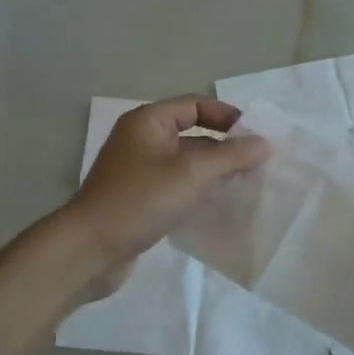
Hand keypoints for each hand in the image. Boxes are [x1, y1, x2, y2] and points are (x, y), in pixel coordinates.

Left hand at [65, 97, 268, 295]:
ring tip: (247, 185)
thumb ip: (230, 156)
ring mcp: (139, 172)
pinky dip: (198, 192)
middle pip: (192, 133)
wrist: (89, 249)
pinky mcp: (140, 200)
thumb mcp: (191, 173)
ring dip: (214, 171)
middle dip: (224, 147)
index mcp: (148, 122)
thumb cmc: (140, 200)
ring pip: (185, 163)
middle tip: (258, 163)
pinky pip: (176, 187)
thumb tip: (263, 143)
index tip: (256, 136)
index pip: (195, 105)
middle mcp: (142, 140)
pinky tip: (220, 206)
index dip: (226, 116)